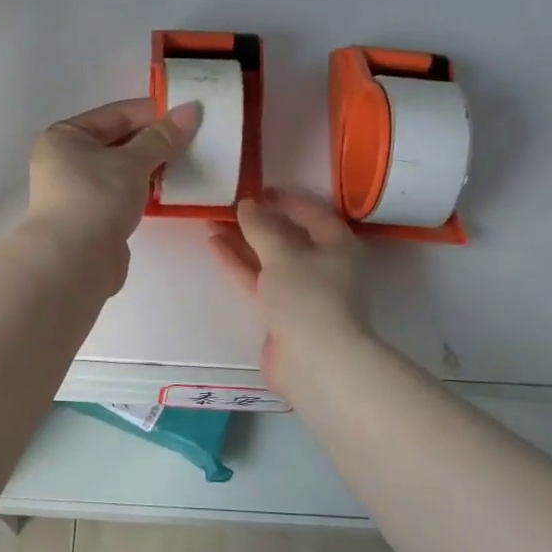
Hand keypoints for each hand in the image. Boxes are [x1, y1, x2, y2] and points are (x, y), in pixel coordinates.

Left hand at [25, 97, 201, 282]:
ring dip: (154, 167)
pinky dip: (147, 190)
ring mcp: (80, 191)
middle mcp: (67, 160)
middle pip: (120, 141)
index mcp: (66, 136)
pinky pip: (125, 194)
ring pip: (124, 170)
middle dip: (157, 141)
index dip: (154, 112)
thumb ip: (163, 137)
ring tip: (192, 162)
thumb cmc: (96, 199)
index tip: (190, 112)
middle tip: (198, 138)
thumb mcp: (132, 162)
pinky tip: (174, 189)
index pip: (117, 114)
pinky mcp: (95, 217)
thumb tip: (192, 109)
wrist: (73, 263)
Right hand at [208, 192, 370, 391]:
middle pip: (289, 237)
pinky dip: (240, 264)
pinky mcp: (282, 314)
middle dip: (259, 222)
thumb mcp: (282, 253)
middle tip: (229, 204)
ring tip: (212, 221)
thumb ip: (261, 227)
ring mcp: (303, 293)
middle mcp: (325, 266)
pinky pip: (260, 281)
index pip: (312, 213)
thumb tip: (247, 204)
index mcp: (338, 246)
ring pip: (270, 260)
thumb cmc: (308, 296)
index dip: (286, 199)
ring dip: (243, 242)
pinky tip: (216, 246)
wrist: (315, 362)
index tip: (258, 189)